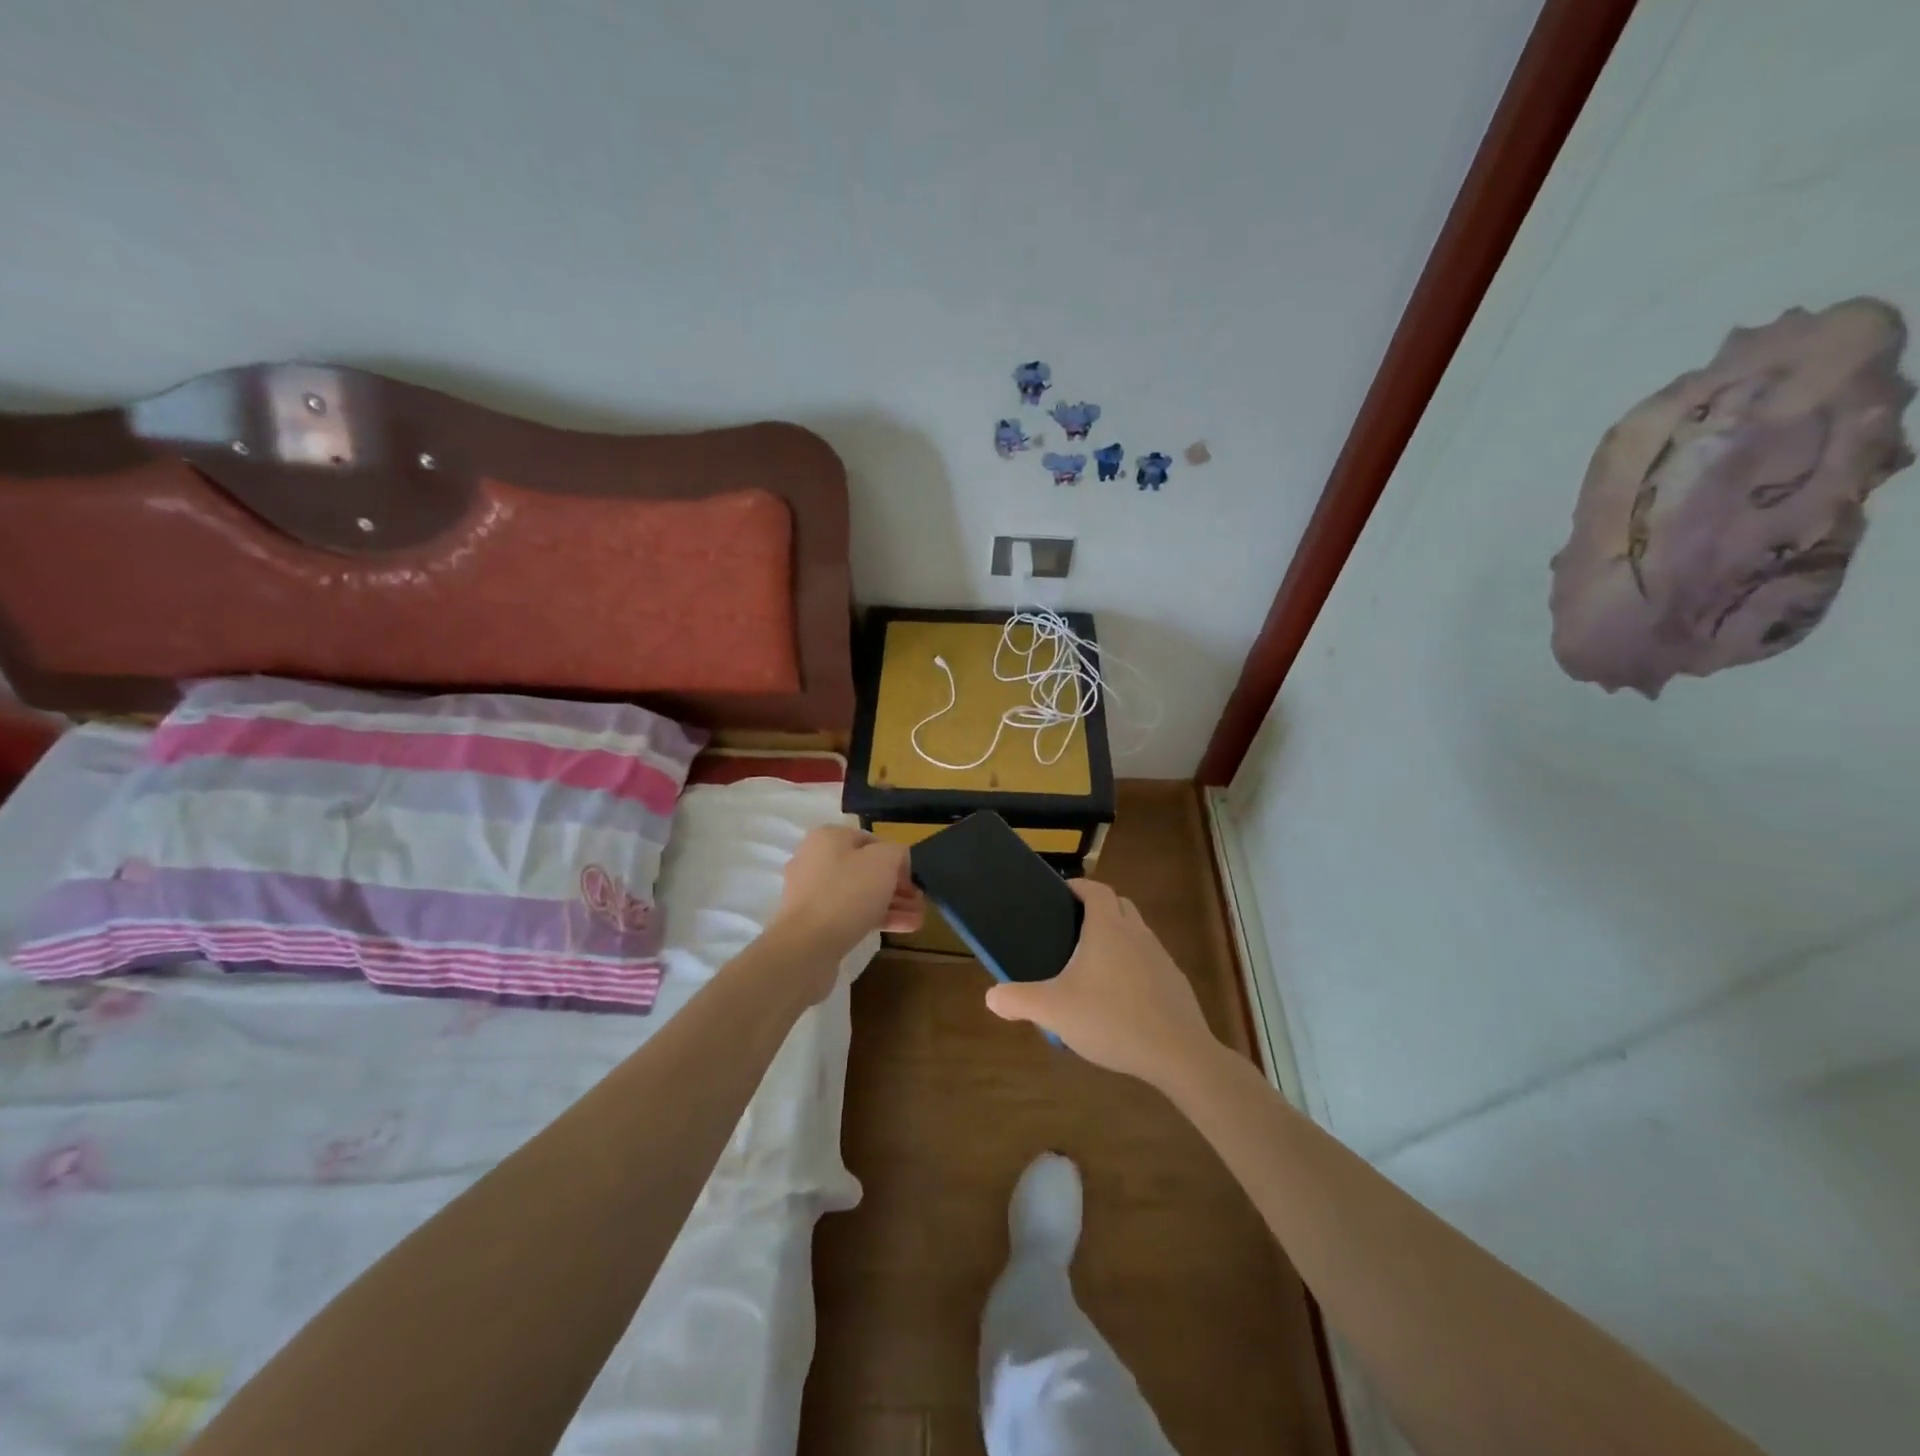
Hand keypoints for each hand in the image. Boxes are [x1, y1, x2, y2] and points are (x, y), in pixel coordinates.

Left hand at [769, 826, 923, 985]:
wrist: (806, 946)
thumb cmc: (847, 893)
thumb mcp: (883, 861)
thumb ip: (897, 852)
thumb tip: (898, 861)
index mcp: (828, 838)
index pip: (871, 840)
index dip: (896, 858)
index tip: (913, 878)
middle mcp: (816, 860)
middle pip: (865, 869)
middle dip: (896, 885)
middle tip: (919, 900)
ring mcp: (812, 893)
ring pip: (859, 894)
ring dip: (891, 904)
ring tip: (918, 918)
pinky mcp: (813, 922)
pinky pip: (850, 914)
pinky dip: (875, 919)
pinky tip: (903, 928)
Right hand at [983, 879, 1218, 1084]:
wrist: (1177, 1053)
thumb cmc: (1111, 1019)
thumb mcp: (1054, 1011)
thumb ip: (1019, 1000)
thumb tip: (991, 996)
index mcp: (1108, 927)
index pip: (1096, 889)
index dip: (1079, 887)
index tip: (1062, 895)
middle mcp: (1137, 933)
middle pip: (1119, 905)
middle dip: (1098, 910)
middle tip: (1072, 930)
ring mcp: (1161, 957)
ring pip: (1137, 933)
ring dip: (1118, 938)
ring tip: (1093, 967)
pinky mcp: (1175, 983)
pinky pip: (1150, 962)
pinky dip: (1134, 967)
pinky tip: (1120, 999)